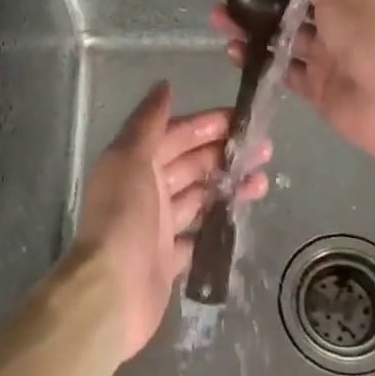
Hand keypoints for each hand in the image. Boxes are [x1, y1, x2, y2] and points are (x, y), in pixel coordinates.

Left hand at [66, 82, 268, 361]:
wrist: (111, 290)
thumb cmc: (123, 215)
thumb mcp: (131, 157)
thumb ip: (148, 122)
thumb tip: (164, 85)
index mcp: (135, 162)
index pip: (175, 135)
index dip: (206, 125)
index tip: (241, 119)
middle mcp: (145, 189)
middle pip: (190, 164)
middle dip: (224, 153)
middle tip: (263, 149)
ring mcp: (157, 226)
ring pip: (199, 197)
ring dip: (228, 186)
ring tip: (262, 181)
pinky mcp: (169, 259)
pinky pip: (198, 236)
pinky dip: (218, 225)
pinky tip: (243, 218)